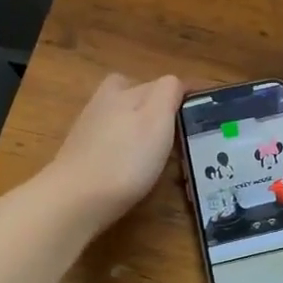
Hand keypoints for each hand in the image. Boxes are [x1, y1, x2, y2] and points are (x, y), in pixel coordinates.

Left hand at [44, 73, 182, 232]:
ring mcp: (88, 130)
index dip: (186, 95)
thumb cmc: (125, 158)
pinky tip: (134, 166)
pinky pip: (112, 141)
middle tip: (179, 129)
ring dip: (140, 127)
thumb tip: (175, 82)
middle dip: (158, 106)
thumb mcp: (157, 118)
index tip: (206, 110)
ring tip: (161, 150)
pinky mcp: (81, 155)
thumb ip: (168, 92)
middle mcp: (103, 103)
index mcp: (123, 90)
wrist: (75, 200)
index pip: (162, 83)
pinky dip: (126, 147)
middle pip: (136, 96)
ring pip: (122, 118)